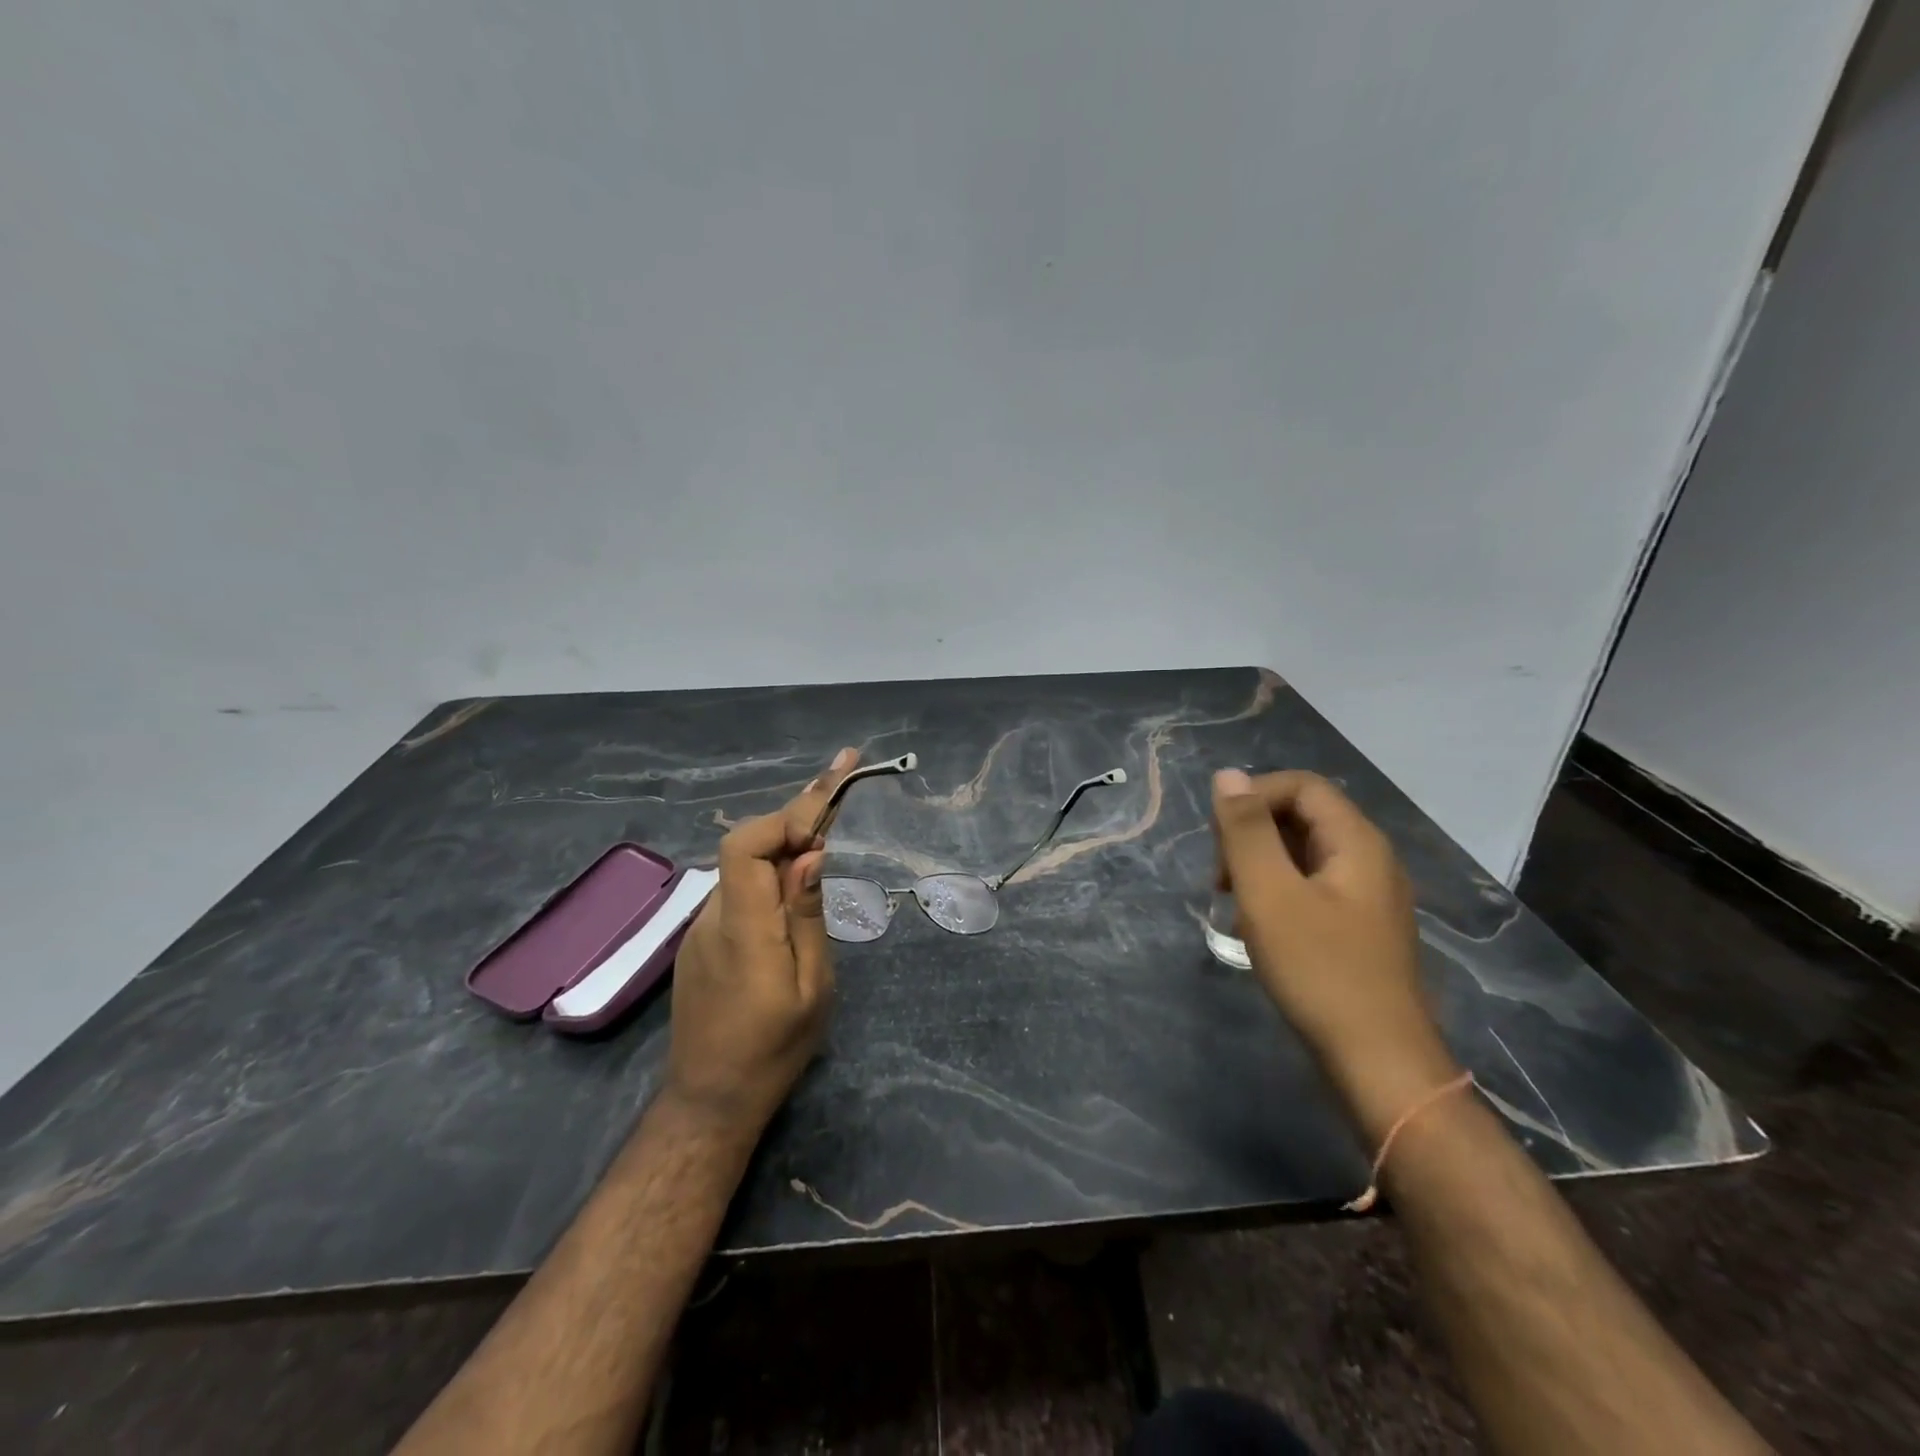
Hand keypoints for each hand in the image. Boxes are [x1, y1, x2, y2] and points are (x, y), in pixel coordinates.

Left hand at [663, 748, 857, 1134]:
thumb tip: (811, 853)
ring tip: (828, 812)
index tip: (829, 799)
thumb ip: (807, 914)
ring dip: (786, 834)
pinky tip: (798, 867)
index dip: (786, 816)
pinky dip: (772, 864)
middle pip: (748, 843)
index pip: (748, 846)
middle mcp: (715, 915)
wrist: (711, 1099)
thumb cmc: (773, 1049)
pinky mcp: (705, 938)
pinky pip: (741, 885)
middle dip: (797, 809)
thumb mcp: (811, 987)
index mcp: (744, 927)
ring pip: (745, 862)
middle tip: (842, 773)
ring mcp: (703, 926)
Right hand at [1211, 768, 1460, 1143]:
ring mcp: (1368, 898)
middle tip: (1221, 877)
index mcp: (1356, 842)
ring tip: (1232, 904)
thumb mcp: (1269, 894)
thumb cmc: (1319, 970)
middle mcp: (1369, 860)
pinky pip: (1311, 888)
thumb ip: (1246, 831)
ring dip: (1259, 866)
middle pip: (1303, 817)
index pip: (1301, 786)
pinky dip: (1276, 894)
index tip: (1219, 838)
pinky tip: (1257, 929)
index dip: (1253, 797)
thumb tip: (1228, 776)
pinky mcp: (1359, 930)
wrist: (1378, 1063)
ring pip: (1303, 855)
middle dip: (1252, 834)